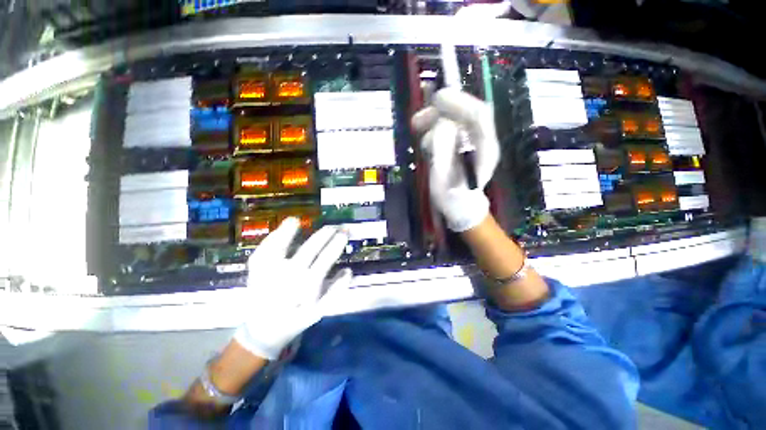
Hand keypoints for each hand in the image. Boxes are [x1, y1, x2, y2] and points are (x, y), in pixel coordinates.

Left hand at [233, 218, 352, 359]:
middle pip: (309, 249)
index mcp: (306, 287)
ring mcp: (269, 273)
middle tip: (334, 226)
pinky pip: (262, 251)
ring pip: (279, 248)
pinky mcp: (255, 271)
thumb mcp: (320, 310)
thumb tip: (348, 270)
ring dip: (289, 233)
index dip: (337, 244)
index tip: (344, 233)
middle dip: (324, 234)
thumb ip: (336, 290)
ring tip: (299, 220)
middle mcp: (288, 277)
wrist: (263, 330)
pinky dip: (272, 238)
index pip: (326, 259)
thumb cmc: (297, 318)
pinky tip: (282, 228)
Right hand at [412, 88, 499, 231]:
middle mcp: (481, 140)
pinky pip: (449, 130)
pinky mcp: (461, 146)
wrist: (459, 208)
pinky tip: (426, 142)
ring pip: (455, 120)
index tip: (436, 99)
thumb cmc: (452, 198)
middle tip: (417, 119)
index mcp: (485, 148)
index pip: (478, 114)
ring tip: (417, 129)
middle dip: (441, 111)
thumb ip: (443, 150)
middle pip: (466, 113)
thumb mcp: (444, 177)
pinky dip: (434, 130)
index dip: (458, 102)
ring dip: (434, 121)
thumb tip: (441, 124)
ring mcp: (472, 143)